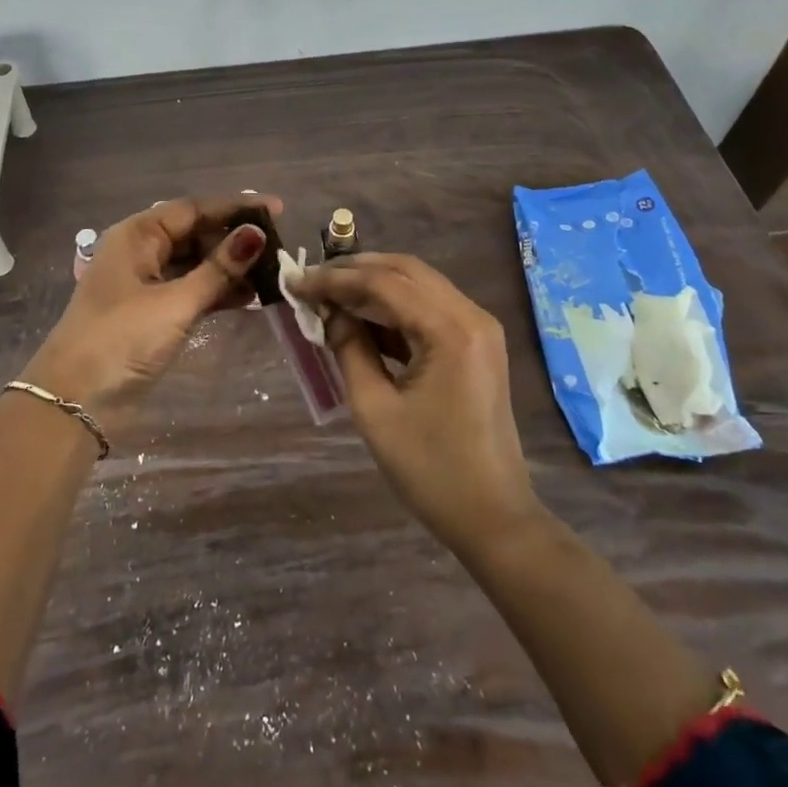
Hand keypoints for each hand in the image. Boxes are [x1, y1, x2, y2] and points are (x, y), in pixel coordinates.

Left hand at [22, 195, 280, 423]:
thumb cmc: (122, 339)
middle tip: (277, 246)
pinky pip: (190, 290)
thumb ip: (218, 269)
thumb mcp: (175, 302)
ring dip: (228, 268)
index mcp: (136, 236)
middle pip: (194, 234)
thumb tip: (256, 234)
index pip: (192, 209)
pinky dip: (216, 292)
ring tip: (271, 274)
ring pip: (194, 264)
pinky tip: (249, 298)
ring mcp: (144, 284)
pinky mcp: (150, 314)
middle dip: (234, 240)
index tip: (276, 209)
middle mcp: (139, 252)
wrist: (75, 400)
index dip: (235, 207)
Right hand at [298, 253, 541, 555]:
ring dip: (374, 286)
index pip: (383, 283)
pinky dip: (394, 308)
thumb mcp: (374, 408)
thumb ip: (348, 349)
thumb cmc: (429, 468)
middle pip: (405, 271)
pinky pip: (430, 309)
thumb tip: (328, 312)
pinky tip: (361, 319)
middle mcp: (472, 316)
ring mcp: (479, 329)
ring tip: (328, 296)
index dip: (334, 279)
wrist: (492, 516)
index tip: (295, 282)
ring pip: (419, 285)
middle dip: (355, 270)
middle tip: (312, 280)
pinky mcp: (477, 344)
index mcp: (450, 330)